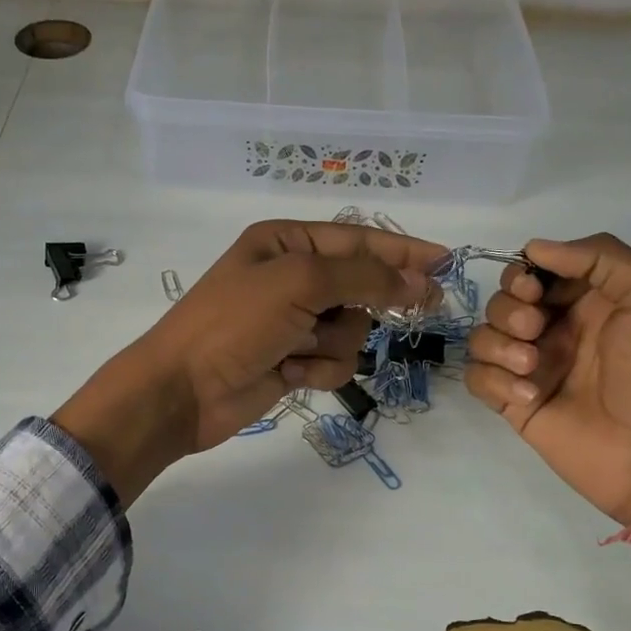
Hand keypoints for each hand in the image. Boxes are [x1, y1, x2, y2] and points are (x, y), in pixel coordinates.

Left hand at [54, 220, 444, 504]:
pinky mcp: (292, 362)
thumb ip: (364, 276)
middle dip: (373, 301)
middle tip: (425, 305)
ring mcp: (292, 323)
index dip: (404, 249)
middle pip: (362, 285)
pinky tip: (288, 374)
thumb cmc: (234, 324)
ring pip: (352, 330)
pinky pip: (334, 362)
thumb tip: (418, 277)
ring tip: (299, 349)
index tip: (447, 261)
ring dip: (334, 343)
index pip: (359, 240)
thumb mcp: (299, 283)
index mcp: (287, 244)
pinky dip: (318, 370)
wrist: (183, 390)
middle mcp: (291, 278)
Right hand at [465, 234, 630, 525]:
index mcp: (588, 300)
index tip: (533, 288)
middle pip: (502, 299)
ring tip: (532, 370)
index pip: (535, 269)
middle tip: (536, 331)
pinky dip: (494, 381)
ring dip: (499, 346)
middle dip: (510, 309)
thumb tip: (533, 249)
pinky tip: (528, 397)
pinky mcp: (511, 401)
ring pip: (482, 335)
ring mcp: (529, 366)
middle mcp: (555, 328)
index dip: (524, 272)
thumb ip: (601, 256)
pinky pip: (477, 376)